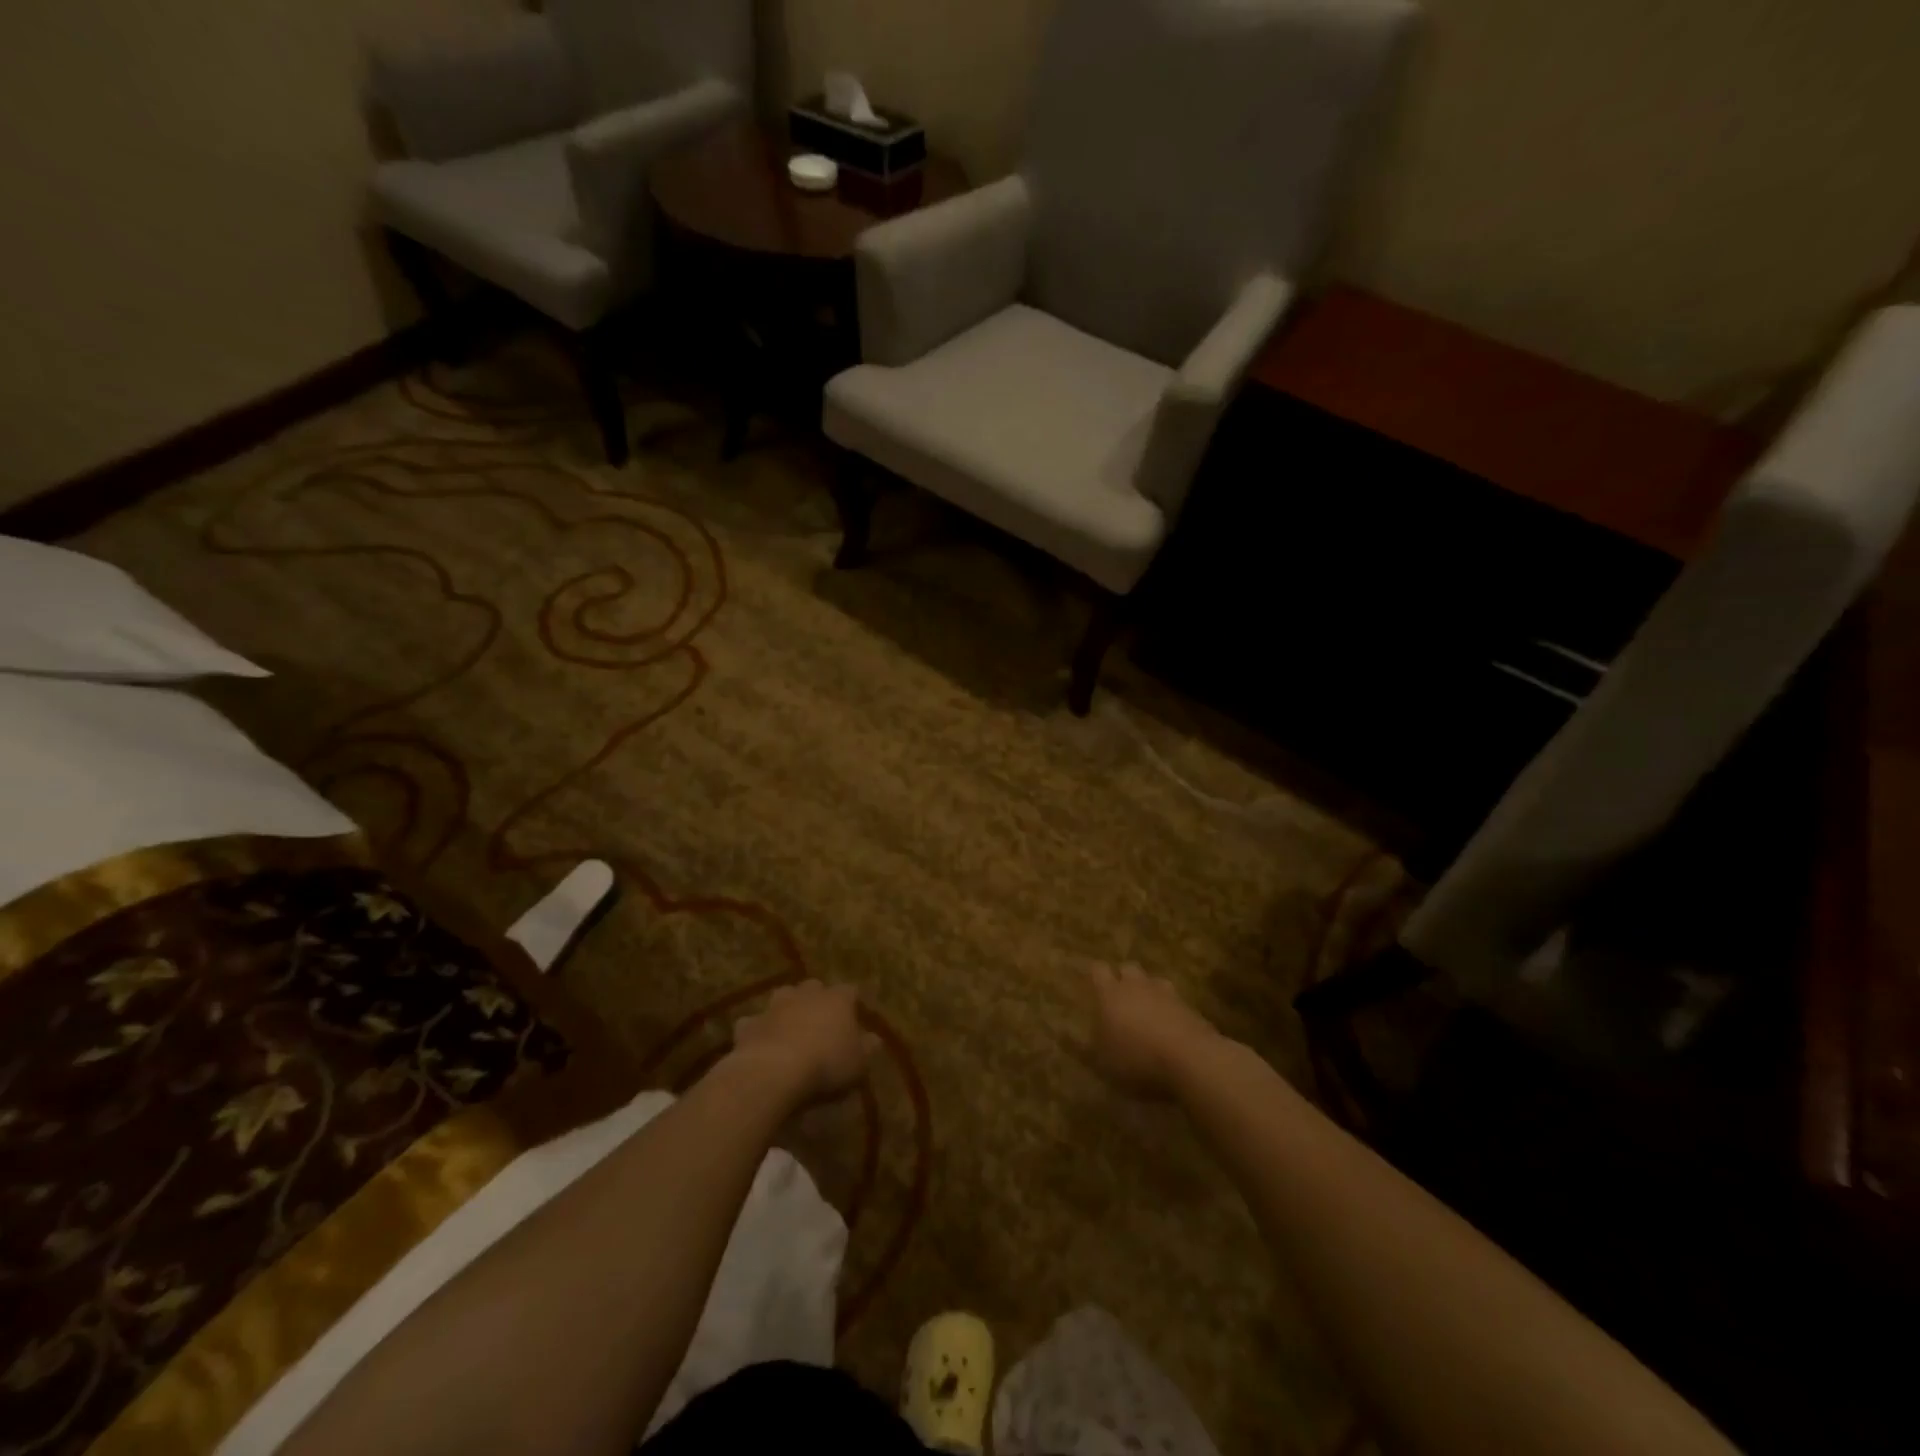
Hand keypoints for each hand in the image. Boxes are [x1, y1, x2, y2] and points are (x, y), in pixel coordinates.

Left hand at [731, 980, 877, 1105]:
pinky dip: (758, 1030)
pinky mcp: (750, 1024)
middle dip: (816, 999)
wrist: (774, 1071)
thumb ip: (867, 1047)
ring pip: (783, 997)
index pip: (849, 991)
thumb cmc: (826, 1064)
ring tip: (789, 1026)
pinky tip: (760, 1043)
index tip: (853, 1014)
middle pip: (814, 987)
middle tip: (820, 1019)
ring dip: (786, 1008)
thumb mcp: (858, 1063)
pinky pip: (754, 1022)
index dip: (851, 1002)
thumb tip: (874, 1038)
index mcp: (837, 999)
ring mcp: (775, 1006)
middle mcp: (806, 994)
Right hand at [1083, 962, 1228, 1099]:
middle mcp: (1137, 986)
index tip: (1093, 984)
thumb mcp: (1106, 1063)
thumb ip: (1094, 1048)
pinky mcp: (1189, 1007)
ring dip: (1149, 992)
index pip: (1098, 970)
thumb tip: (1086, 1042)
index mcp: (1111, 994)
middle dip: (1124, 979)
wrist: (1191, 1059)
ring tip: (1147, 1012)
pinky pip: (1174, 1000)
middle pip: (1128, 968)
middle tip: (1120, 999)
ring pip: (1154, 981)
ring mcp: (1166, 994)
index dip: (1096, 975)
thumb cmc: (1138, 1059)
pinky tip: (1169, 1028)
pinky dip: (1170, 1009)